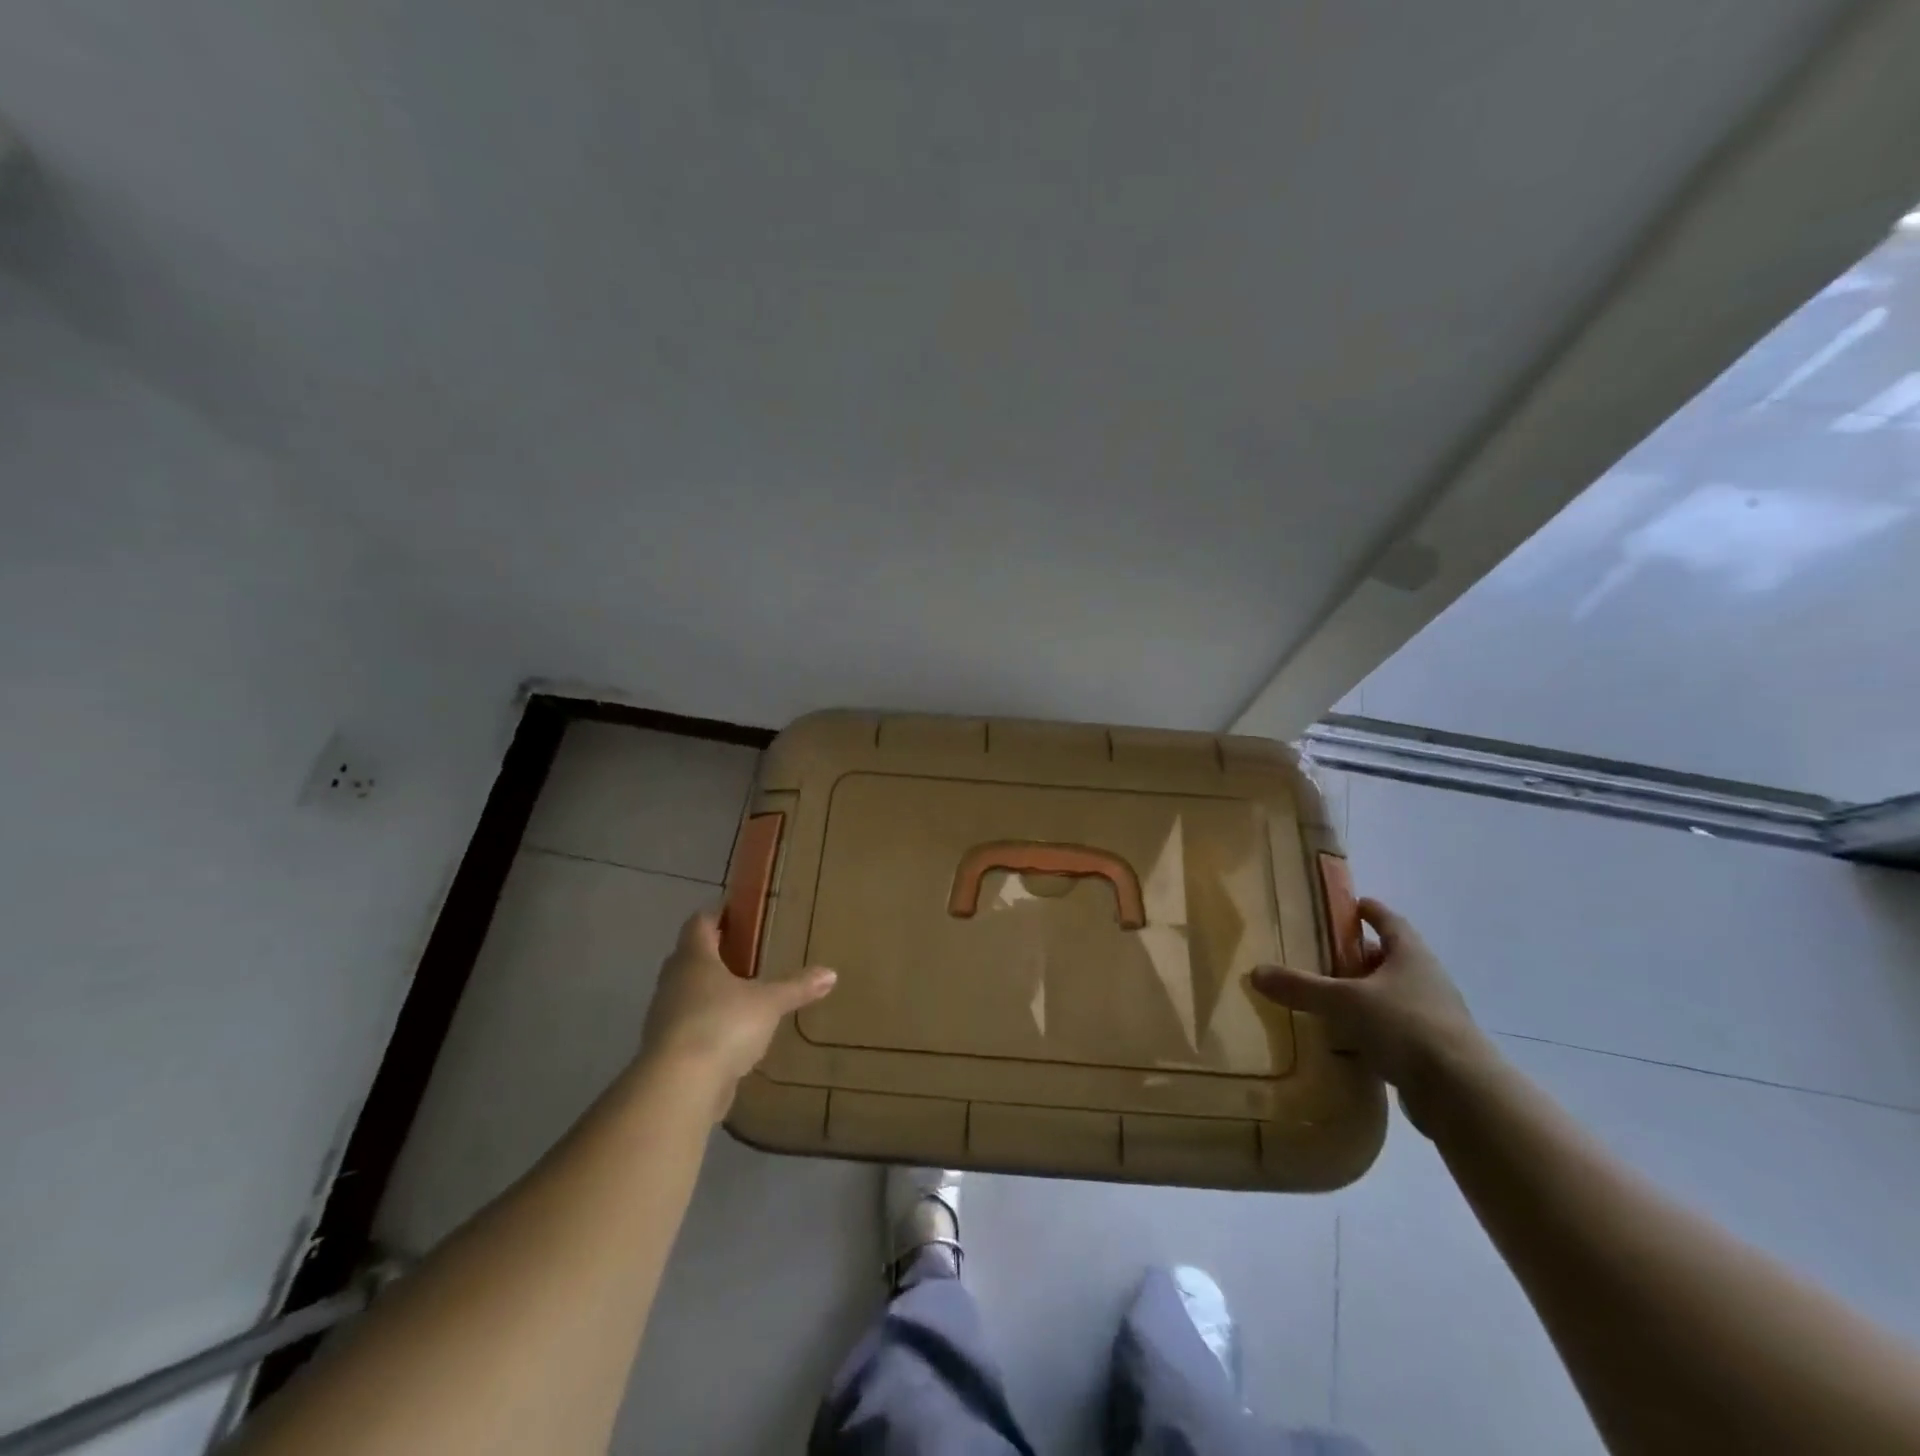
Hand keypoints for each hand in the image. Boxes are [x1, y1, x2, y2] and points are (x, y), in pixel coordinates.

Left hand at [638, 911, 835, 1115]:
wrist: (679, 1087)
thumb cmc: (723, 1025)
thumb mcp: (769, 1003)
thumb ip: (797, 987)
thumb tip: (831, 973)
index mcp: (694, 958)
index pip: (700, 923)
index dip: (718, 914)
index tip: (738, 913)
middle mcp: (673, 980)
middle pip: (690, 956)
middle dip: (715, 953)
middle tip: (746, 953)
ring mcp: (664, 1016)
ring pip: (687, 992)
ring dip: (709, 991)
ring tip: (743, 994)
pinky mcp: (666, 1049)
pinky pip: (688, 1025)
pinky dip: (707, 1023)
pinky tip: (732, 1034)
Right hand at [1251, 897, 1496, 1128]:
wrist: (1462, 1094)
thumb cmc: (1405, 1026)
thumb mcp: (1343, 1001)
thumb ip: (1300, 987)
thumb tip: (1255, 972)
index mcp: (1411, 955)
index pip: (1390, 921)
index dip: (1370, 911)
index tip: (1353, 905)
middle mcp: (1426, 980)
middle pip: (1390, 959)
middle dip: (1360, 956)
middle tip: (1325, 955)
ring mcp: (1433, 1017)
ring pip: (1392, 996)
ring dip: (1365, 996)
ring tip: (1328, 999)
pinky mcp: (1432, 1052)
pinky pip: (1394, 1032)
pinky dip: (1371, 1031)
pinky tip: (1345, 1041)